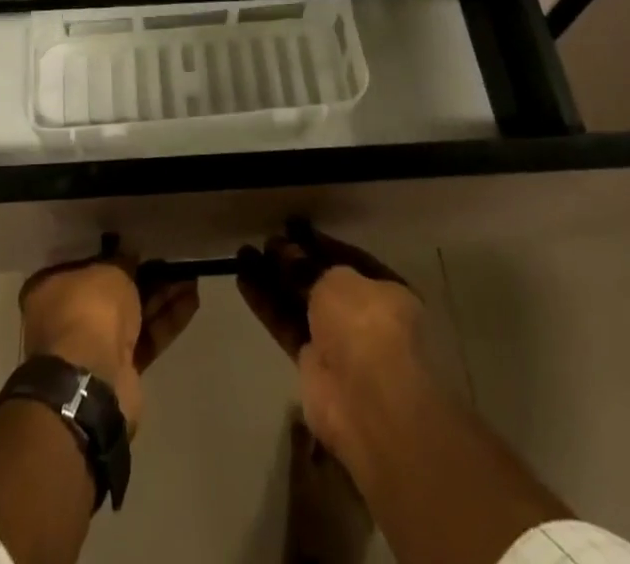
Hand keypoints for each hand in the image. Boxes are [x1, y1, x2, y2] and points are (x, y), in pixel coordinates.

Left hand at [19, 238, 199, 435]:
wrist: (93, 382)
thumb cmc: (88, 310)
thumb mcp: (108, 270)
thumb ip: (121, 262)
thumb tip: (130, 258)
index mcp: (49, 290)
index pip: (80, 263)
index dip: (108, 252)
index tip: (133, 243)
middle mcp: (66, 318)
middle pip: (110, 290)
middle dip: (142, 275)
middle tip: (170, 257)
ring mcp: (93, 347)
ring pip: (132, 314)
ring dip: (161, 295)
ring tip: (190, 274)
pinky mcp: (120, 371)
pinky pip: (146, 338)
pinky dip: (167, 320)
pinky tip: (192, 299)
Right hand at [235, 222, 434, 475]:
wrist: (367, 402)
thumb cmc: (366, 324)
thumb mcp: (337, 280)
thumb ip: (308, 266)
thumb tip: (288, 253)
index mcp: (387, 292)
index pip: (350, 259)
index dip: (319, 243)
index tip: (292, 227)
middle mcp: (365, 316)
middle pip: (322, 282)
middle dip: (293, 261)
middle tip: (266, 241)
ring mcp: (339, 344)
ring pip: (300, 303)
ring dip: (273, 279)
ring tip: (243, 253)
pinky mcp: (313, 366)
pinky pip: (287, 325)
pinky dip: (266, 303)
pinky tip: (242, 278)